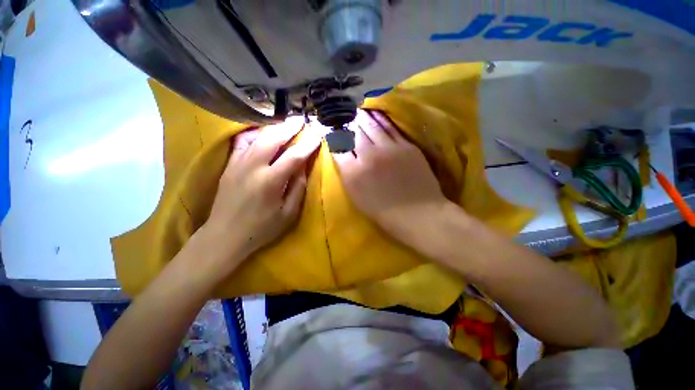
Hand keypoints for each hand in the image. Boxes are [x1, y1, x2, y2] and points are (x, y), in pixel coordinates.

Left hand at [201, 117, 321, 271]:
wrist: (224, 236)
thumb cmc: (262, 228)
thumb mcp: (288, 213)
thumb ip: (298, 188)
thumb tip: (302, 166)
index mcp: (271, 181)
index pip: (294, 156)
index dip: (308, 144)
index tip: (318, 134)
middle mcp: (253, 167)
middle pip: (274, 138)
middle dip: (290, 127)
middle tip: (302, 119)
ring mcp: (238, 163)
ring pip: (257, 137)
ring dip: (275, 128)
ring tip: (287, 123)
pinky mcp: (229, 165)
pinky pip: (242, 142)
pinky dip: (254, 133)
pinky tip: (262, 132)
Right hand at [333, 110, 450, 245]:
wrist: (417, 213)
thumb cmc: (383, 212)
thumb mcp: (357, 197)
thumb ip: (347, 174)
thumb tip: (342, 155)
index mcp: (353, 173)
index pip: (338, 148)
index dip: (334, 137)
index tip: (333, 131)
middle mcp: (368, 156)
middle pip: (354, 133)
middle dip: (347, 123)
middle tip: (345, 115)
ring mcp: (388, 149)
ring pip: (371, 126)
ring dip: (362, 117)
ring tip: (357, 110)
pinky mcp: (405, 146)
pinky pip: (390, 128)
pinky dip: (381, 119)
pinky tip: (376, 114)